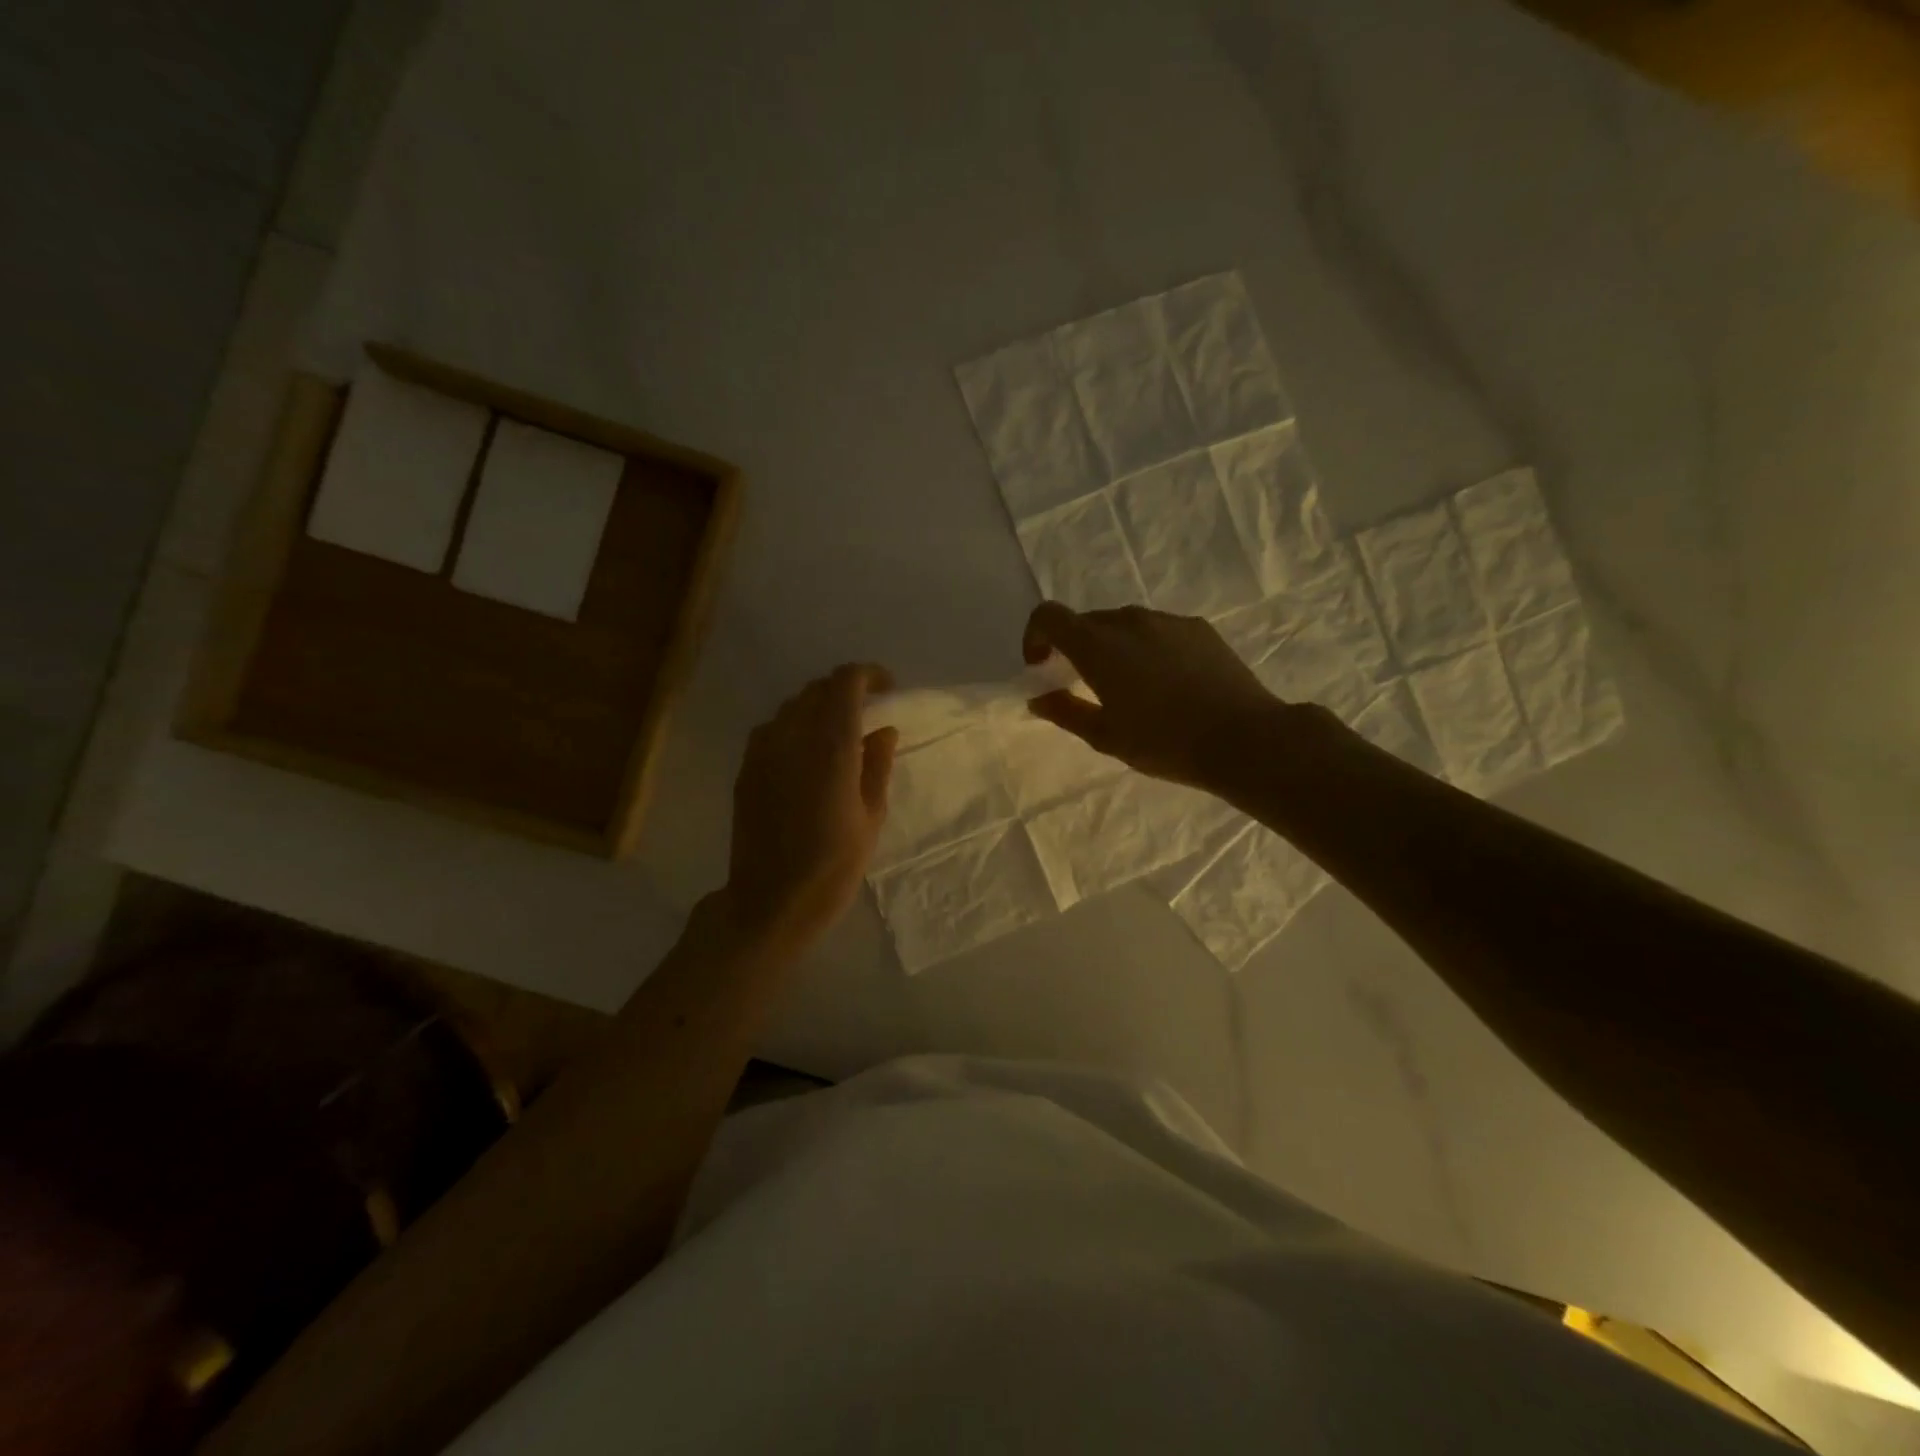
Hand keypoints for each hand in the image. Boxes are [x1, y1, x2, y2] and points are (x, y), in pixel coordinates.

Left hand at [721, 664, 897, 955]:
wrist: (770, 900)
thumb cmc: (833, 865)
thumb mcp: (871, 817)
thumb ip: (877, 766)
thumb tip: (883, 730)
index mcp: (831, 746)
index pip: (845, 682)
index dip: (868, 675)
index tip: (886, 689)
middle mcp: (792, 736)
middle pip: (817, 689)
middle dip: (844, 690)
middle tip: (865, 712)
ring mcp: (763, 750)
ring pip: (792, 706)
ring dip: (818, 707)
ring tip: (836, 733)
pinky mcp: (746, 768)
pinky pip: (772, 729)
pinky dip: (794, 727)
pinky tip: (805, 755)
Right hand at [1023, 602, 1284, 789]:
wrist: (1244, 738)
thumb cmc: (1165, 742)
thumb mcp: (1105, 736)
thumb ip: (1065, 712)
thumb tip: (1039, 698)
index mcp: (1098, 645)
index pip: (1049, 615)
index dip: (1035, 636)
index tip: (1042, 667)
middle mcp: (1129, 620)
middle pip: (1086, 621)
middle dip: (1074, 647)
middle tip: (1083, 685)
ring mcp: (1167, 620)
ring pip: (1123, 624)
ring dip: (1112, 647)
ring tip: (1130, 687)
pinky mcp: (1198, 628)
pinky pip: (1157, 630)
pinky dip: (1146, 648)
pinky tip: (1166, 683)